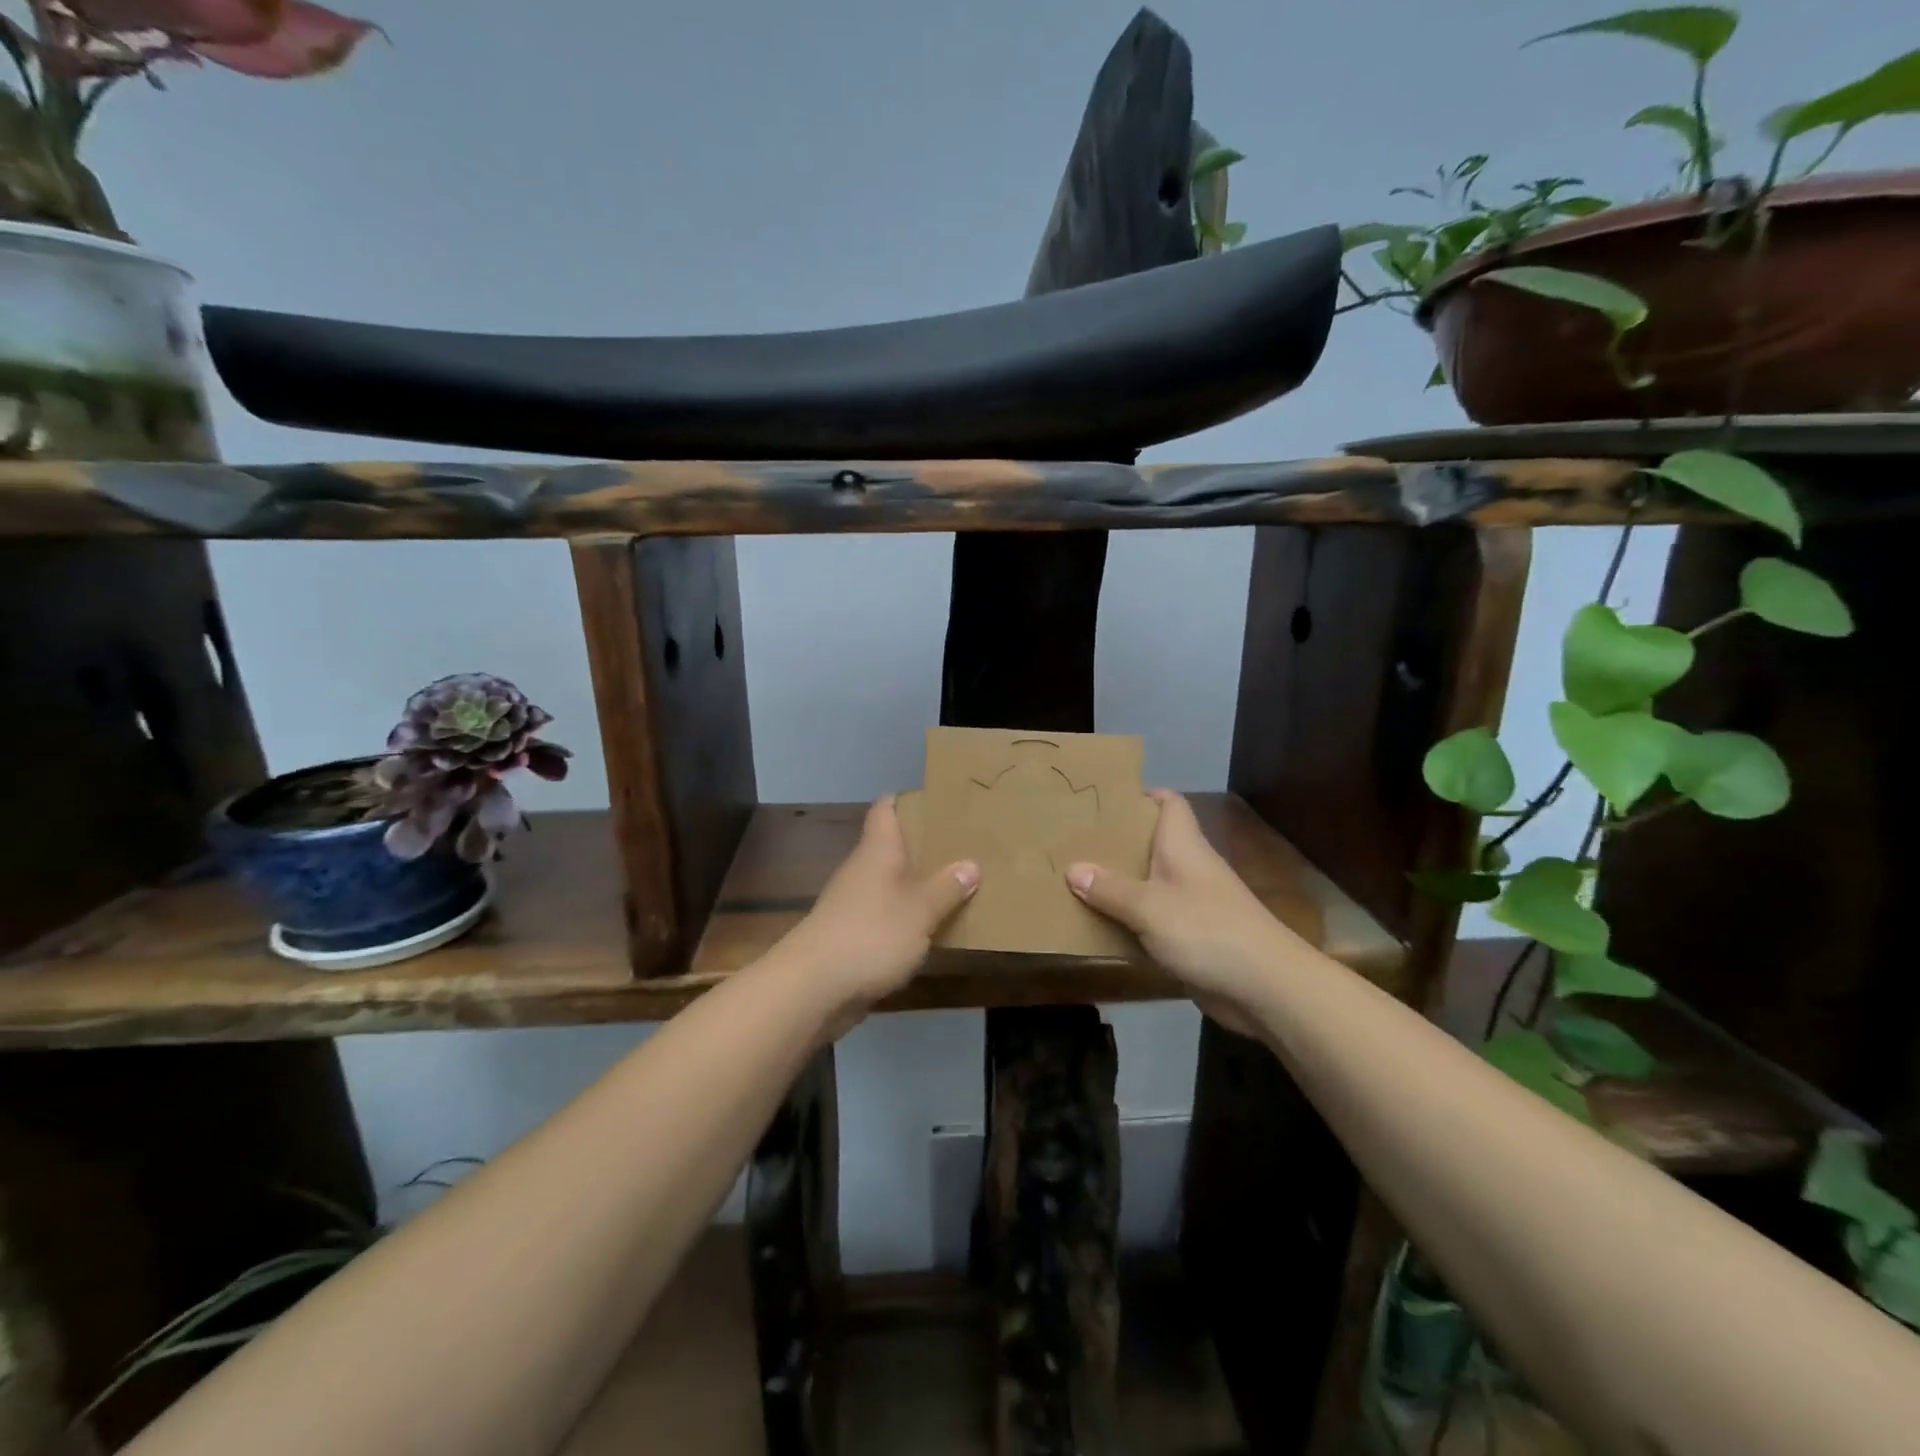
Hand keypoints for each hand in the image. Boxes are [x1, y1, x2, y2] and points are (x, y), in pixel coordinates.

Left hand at [776, 796, 979, 1019]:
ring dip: (916, 885)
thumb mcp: (920, 910)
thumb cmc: (871, 934)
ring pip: (890, 884)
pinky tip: (930, 928)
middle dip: (923, 846)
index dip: (907, 800)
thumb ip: (947, 888)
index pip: (885, 809)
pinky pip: (885, 916)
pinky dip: (906, 917)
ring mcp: (853, 904)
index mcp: (877, 850)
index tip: (936, 800)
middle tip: (963, 844)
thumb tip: (971, 864)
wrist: (813, 988)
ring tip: (956, 884)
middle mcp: (862, 869)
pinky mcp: (851, 936)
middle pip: (891, 847)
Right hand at [1066, 790, 1305, 1035]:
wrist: (1265, 987)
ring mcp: (1194, 903)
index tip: (1105, 799)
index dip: (1142, 795)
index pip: (1170, 803)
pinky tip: (1102, 925)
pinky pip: (1154, 918)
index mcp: (1184, 846)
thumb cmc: (1207, 931)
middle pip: (1153, 843)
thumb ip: (1110, 889)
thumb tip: (1073, 868)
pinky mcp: (1193, 936)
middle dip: (1118, 841)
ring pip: (1150, 882)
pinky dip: (1131, 919)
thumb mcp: (1149, 907)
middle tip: (1075, 842)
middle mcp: (1189, 868)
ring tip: (1077, 880)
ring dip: (1120, 883)